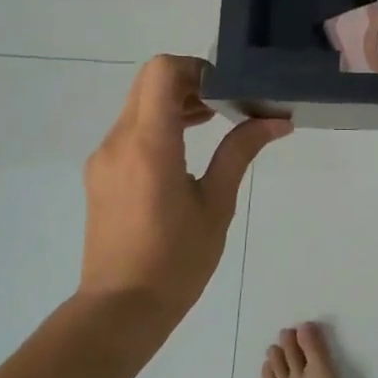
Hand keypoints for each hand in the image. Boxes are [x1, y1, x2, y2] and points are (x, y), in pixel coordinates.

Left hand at [81, 55, 290, 325]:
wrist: (120, 309)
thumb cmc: (176, 260)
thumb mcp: (217, 204)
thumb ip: (240, 152)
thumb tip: (277, 121)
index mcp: (150, 145)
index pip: (161, 72)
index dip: (196, 68)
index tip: (226, 90)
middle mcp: (119, 142)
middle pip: (149, 83)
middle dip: (189, 83)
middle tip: (226, 105)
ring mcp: (104, 158)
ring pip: (138, 105)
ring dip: (175, 103)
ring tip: (213, 125)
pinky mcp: (100, 174)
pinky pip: (130, 130)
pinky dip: (159, 125)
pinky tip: (185, 152)